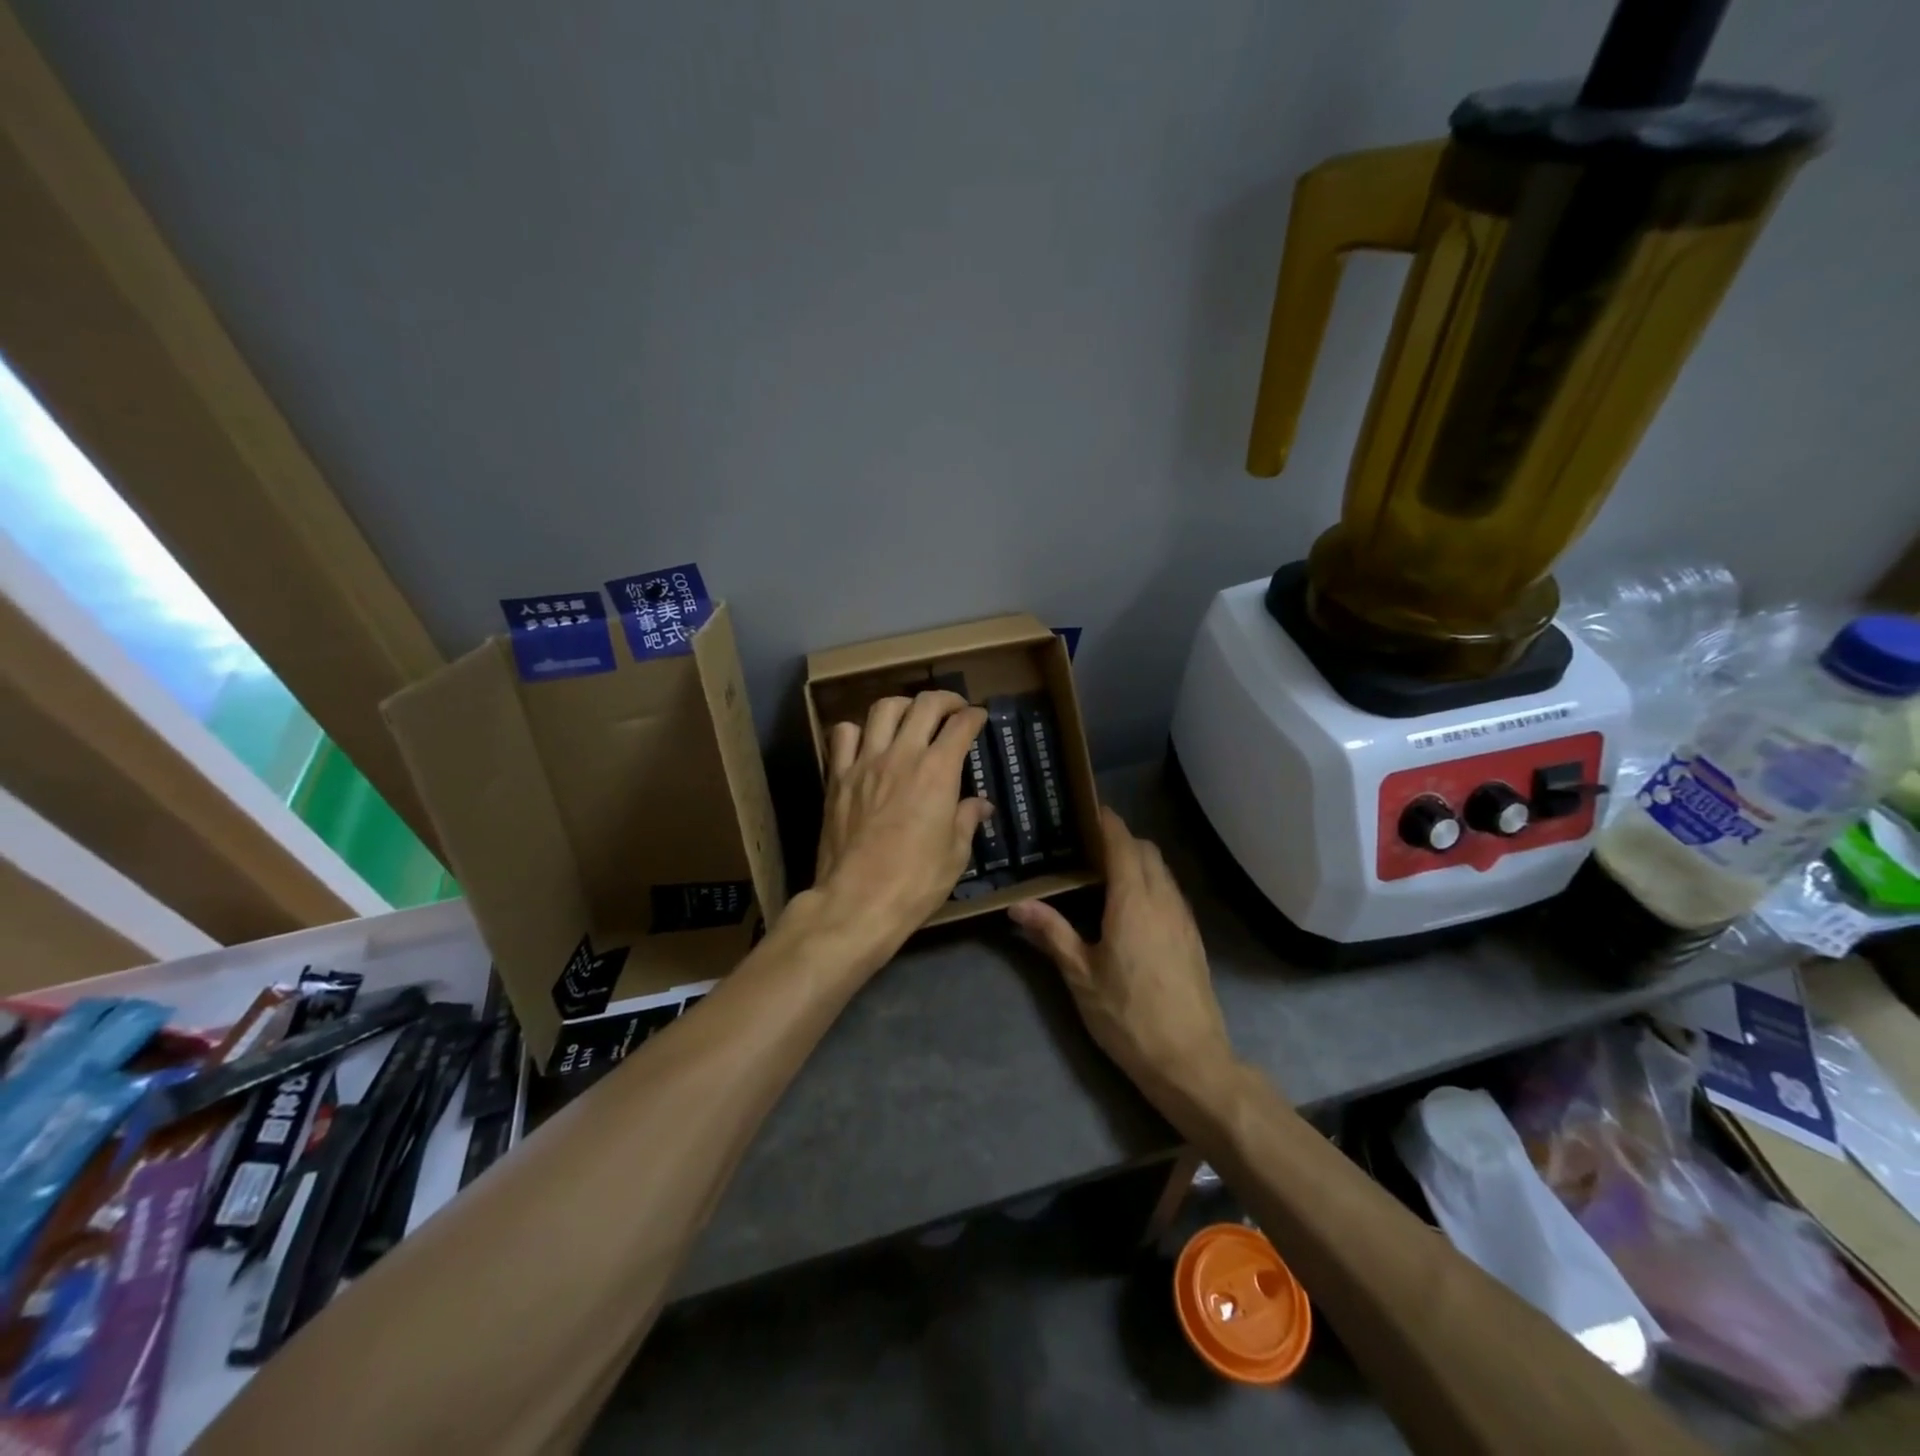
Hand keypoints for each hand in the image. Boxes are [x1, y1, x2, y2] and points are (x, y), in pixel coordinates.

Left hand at [814, 691, 994, 960]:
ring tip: (910, 716)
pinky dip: (857, 730)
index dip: (974, 716)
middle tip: (953, 708)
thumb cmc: (916, 881)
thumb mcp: (955, 854)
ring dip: (903, 705)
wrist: (857, 901)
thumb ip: (966, 820)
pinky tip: (866, 741)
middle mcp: (902, 755)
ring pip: (883, 709)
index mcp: (938, 772)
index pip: (961, 726)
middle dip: (945, 700)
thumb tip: (981, 805)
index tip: (979, 717)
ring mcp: (865, 763)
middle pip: (924, 705)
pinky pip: (843, 735)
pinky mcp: (837, 777)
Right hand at [1008, 808, 1234, 1107]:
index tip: (1087, 809)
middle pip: (1146, 851)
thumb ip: (1052, 933)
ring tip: (1104, 872)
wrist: (1190, 1060)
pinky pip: (1170, 892)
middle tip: (1087, 844)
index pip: (1122, 844)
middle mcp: (1163, 900)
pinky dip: (1150, 882)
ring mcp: (1183, 918)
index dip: (1107, 822)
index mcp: (1133, 901)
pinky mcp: (1193, 937)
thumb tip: (1018, 905)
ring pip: (1162, 871)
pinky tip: (1130, 907)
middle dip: (1121, 838)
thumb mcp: (1081, 976)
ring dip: (1138, 860)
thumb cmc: (1128, 1016)